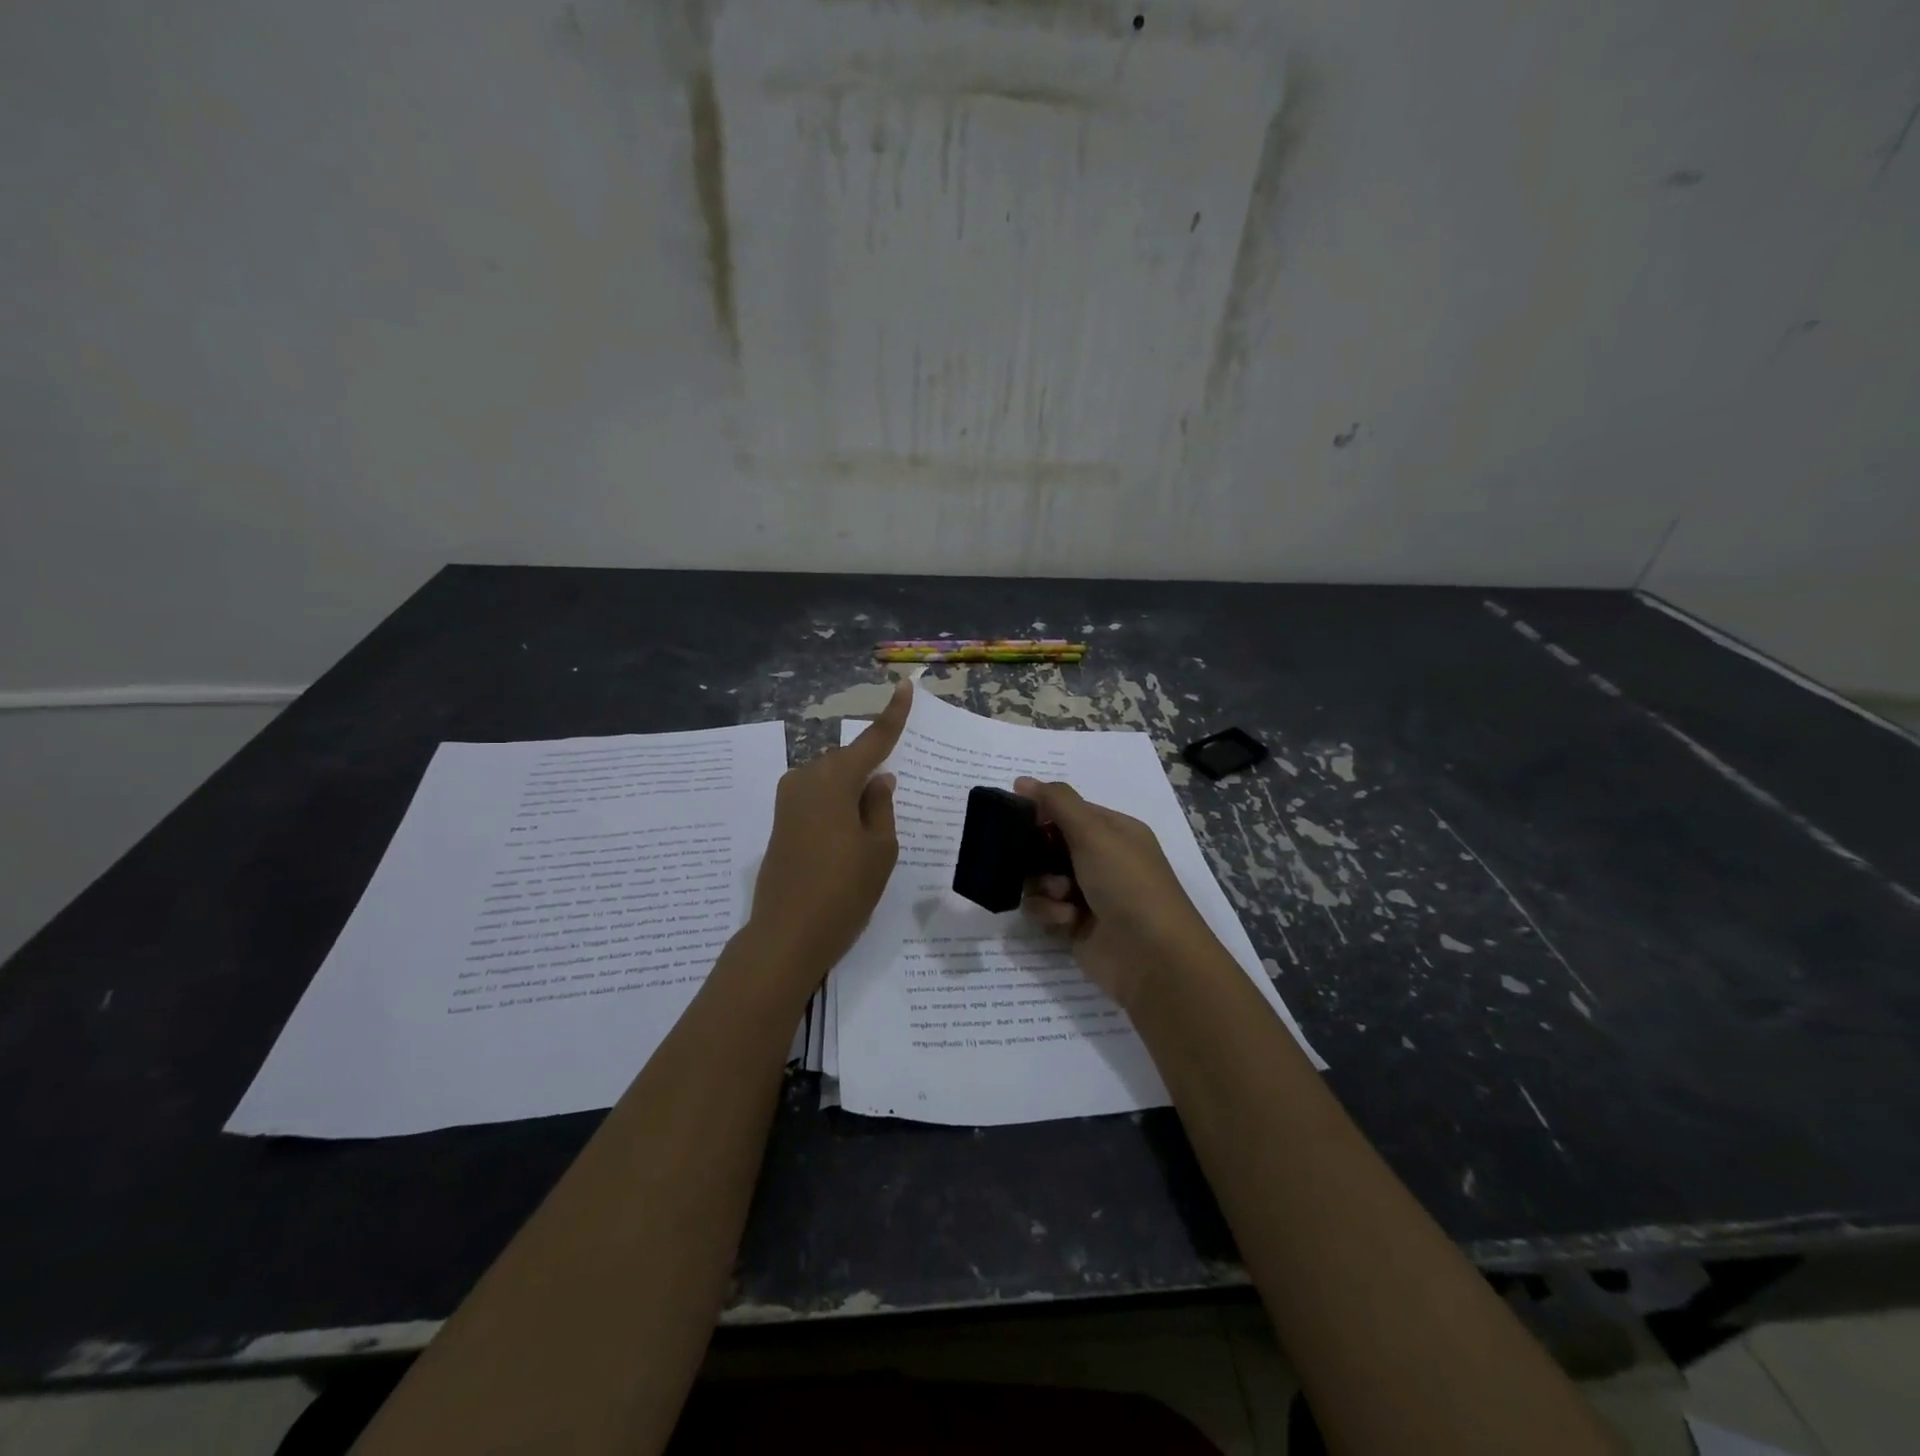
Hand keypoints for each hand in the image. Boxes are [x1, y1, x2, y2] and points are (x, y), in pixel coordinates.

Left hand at [749, 680, 909, 987]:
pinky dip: (837, 804)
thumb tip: (878, 779)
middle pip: (847, 761)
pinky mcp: (781, 822)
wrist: (786, 935)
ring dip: (852, 790)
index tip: (904, 687)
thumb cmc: (843, 890)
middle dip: (870, 768)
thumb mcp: (879, 849)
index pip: (872, 740)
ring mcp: (788, 801)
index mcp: (834, 780)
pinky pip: (817, 797)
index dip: (892, 715)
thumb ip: (881, 807)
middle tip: (893, 794)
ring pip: (830, 780)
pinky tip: (850, 830)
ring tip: (872, 823)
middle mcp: (806, 779)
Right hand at [1015, 777, 1218, 1009]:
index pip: (1067, 810)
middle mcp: (1101, 859)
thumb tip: (1022, 780)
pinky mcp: (1073, 925)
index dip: (1040, 812)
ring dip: (1043, 885)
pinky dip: (1049, 912)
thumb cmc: (1127, 883)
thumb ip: (1057, 803)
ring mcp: (1087, 894)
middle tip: (1029, 858)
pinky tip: (1066, 920)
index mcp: (1113, 831)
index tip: (1014, 816)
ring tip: (1061, 895)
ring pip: (1039, 877)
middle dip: (1036, 853)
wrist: (1152, 957)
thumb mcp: (1094, 833)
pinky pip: (1043, 908)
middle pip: (1048, 844)